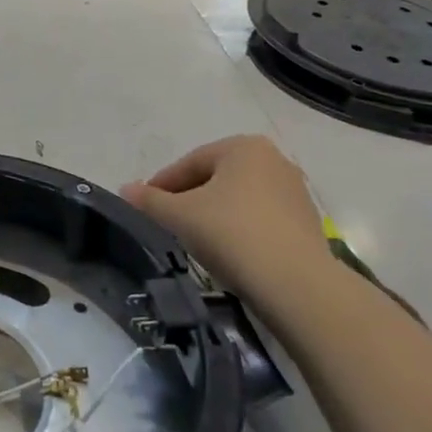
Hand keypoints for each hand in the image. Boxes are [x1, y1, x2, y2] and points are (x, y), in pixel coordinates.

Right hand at [121, 136, 332, 305]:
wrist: (296, 285)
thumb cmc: (231, 234)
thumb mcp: (179, 215)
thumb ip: (149, 200)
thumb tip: (125, 189)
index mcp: (243, 147)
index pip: (189, 163)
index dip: (162, 186)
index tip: (145, 207)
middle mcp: (274, 160)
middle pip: (215, 178)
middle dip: (189, 198)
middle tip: (167, 223)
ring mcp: (295, 191)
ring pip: (238, 199)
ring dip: (214, 214)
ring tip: (195, 239)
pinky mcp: (306, 223)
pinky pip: (260, 219)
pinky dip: (239, 229)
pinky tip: (227, 252)